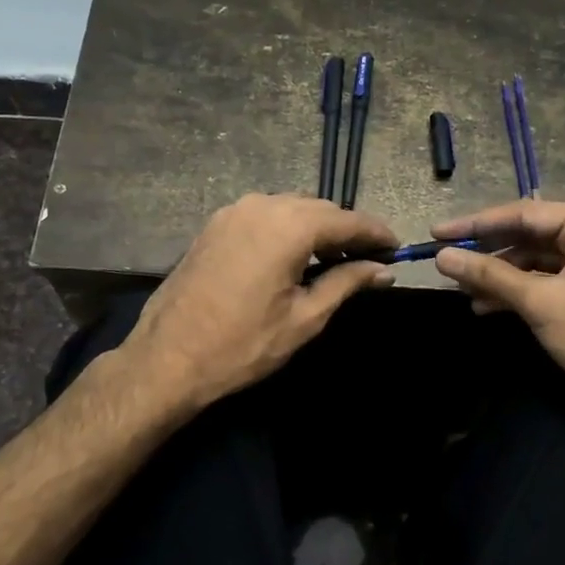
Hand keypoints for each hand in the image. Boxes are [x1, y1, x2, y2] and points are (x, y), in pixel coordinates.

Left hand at [122, 194, 395, 409]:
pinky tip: (293, 257)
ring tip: (333, 260)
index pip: (347, 220)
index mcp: (288, 225)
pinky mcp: (214, 225)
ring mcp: (232, 212)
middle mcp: (261, 205)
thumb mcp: (305, 318)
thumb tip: (383, 270)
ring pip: (290, 208)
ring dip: (316, 228)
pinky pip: (263, 216)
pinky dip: (286, 229)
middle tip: (368, 261)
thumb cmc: (243, 345)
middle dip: (346, 231)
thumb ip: (347, 283)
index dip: (376, 234)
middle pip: (318, 209)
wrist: (167, 359)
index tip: (397, 249)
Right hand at [432, 201, 564, 422]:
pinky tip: (484, 306)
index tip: (438, 233)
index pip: (523, 214)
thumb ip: (490, 275)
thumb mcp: (539, 301)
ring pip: (531, 261)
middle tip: (445, 260)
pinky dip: (514, 292)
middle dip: (486, 252)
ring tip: (461, 289)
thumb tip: (442, 257)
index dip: (477, 224)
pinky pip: (541, 281)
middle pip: (526, 235)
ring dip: (497, 276)